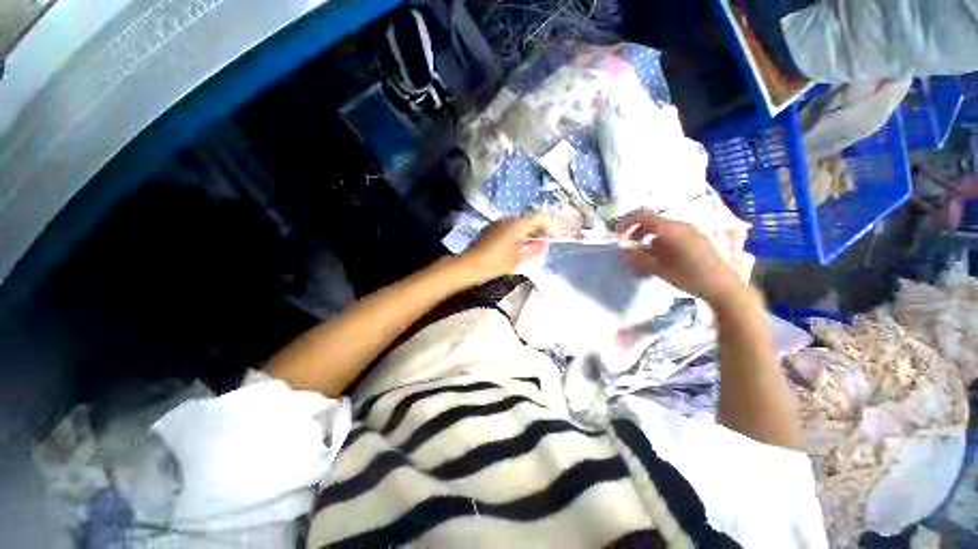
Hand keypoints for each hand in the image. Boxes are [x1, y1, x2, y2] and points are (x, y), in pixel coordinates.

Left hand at [460, 212, 552, 281]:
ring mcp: (498, 222)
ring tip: (530, 249)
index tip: (553, 239)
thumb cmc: (497, 261)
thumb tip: (545, 244)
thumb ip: (535, 249)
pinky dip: (517, 235)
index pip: (540, 216)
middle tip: (543, 246)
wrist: (470, 264)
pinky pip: (509, 228)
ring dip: (528, 233)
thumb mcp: (519, 258)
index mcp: (518, 224)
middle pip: (530, 220)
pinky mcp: (491, 228)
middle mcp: (509, 218)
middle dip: (539, 231)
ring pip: (519, 224)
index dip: (550, 226)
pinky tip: (515, 247)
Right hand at [617, 209, 742, 303]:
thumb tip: (624, 252)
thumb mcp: (660, 270)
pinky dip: (658, 241)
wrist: (724, 286)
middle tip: (629, 246)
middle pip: (651, 220)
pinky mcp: (695, 238)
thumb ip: (639, 259)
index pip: (643, 215)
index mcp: (671, 230)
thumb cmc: (690, 277)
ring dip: (647, 237)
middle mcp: (680, 226)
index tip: (619, 235)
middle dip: (636, 231)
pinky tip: (659, 257)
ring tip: (643, 254)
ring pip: (660, 228)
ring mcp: (689, 231)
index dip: (627, 222)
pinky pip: (671, 234)